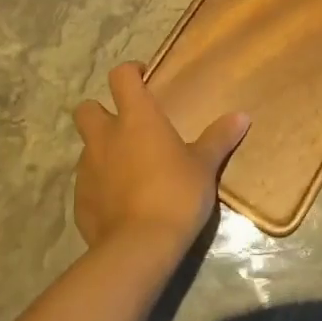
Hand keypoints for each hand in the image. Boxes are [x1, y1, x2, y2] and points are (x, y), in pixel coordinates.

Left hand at [71, 62, 249, 253]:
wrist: (139, 247)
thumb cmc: (176, 194)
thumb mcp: (204, 166)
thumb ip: (219, 138)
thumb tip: (242, 116)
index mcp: (135, 118)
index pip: (120, 76)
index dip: (130, 73)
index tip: (144, 80)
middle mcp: (104, 136)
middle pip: (87, 109)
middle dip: (101, 111)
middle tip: (126, 125)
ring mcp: (87, 169)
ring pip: (86, 147)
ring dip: (101, 151)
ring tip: (127, 168)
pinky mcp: (79, 201)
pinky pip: (86, 183)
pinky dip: (99, 186)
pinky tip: (120, 202)